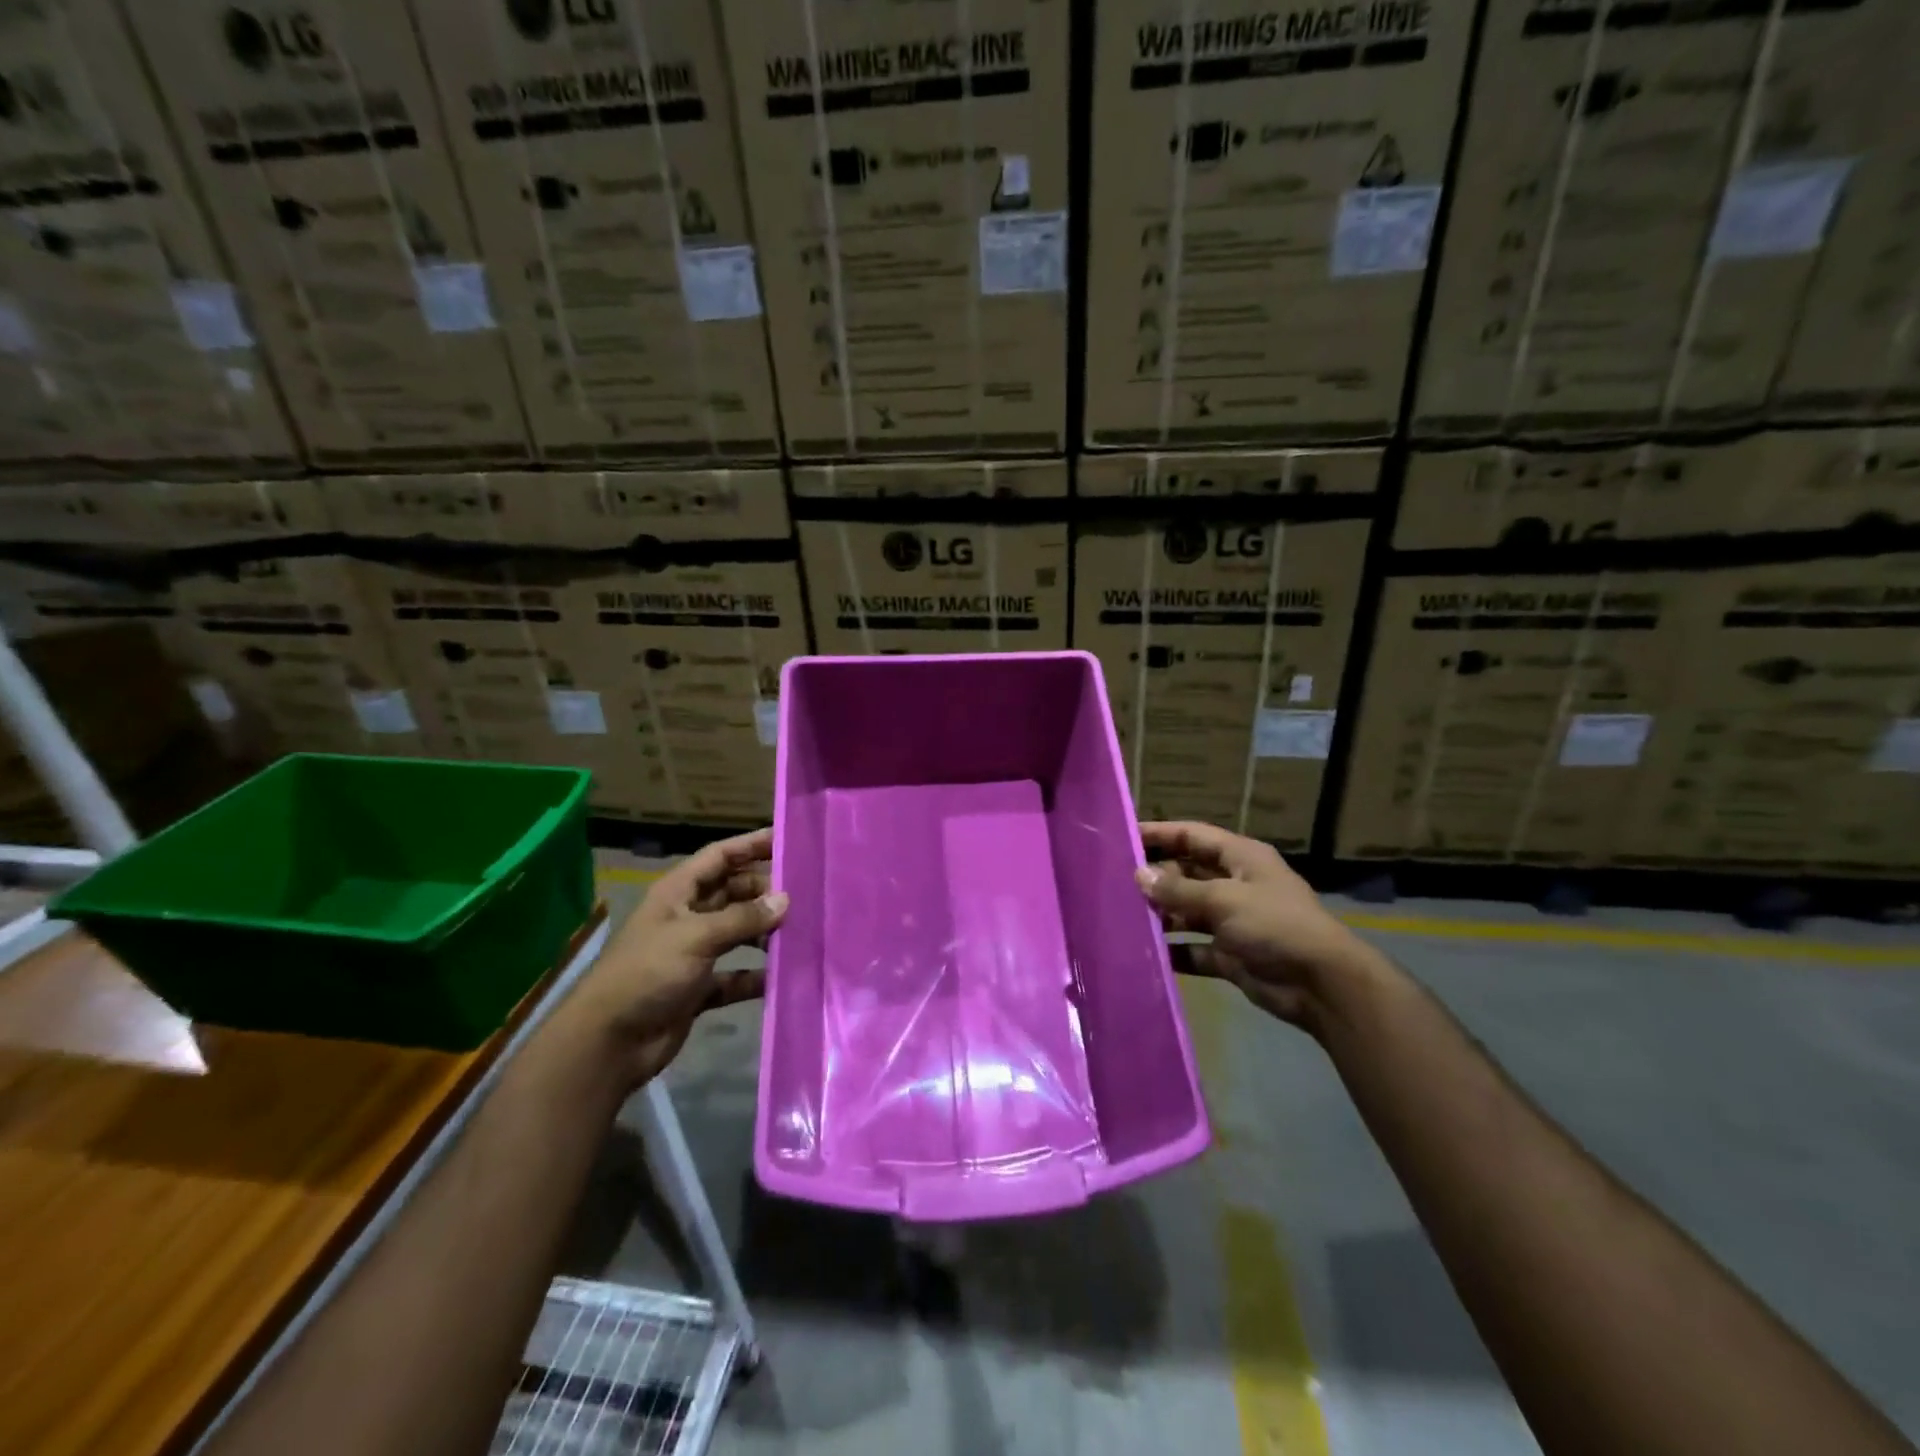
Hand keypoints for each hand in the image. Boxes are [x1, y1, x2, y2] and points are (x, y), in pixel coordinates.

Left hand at [566, 828, 787, 1089]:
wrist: (608, 1043)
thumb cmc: (648, 973)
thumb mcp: (696, 936)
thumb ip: (743, 918)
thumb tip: (785, 900)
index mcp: (677, 893)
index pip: (719, 857)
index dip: (750, 845)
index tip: (787, 840)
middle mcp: (686, 917)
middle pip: (733, 892)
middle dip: (764, 892)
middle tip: (803, 895)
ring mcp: (693, 954)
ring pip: (737, 932)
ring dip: (764, 933)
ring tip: (799, 933)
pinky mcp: (698, 988)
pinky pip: (735, 976)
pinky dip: (755, 976)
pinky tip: (781, 976)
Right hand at [1137, 821, 1370, 1028]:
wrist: (1321, 985)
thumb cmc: (1275, 925)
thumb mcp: (1224, 900)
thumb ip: (1178, 889)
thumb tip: (1139, 875)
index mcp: (1241, 858)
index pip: (1193, 836)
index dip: (1160, 834)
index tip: (1124, 836)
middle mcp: (1235, 884)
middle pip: (1187, 873)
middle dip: (1156, 877)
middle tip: (1115, 881)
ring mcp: (1232, 920)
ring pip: (1187, 910)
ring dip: (1161, 914)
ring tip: (1123, 915)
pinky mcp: (1229, 954)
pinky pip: (1193, 947)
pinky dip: (1173, 949)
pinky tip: (1144, 950)